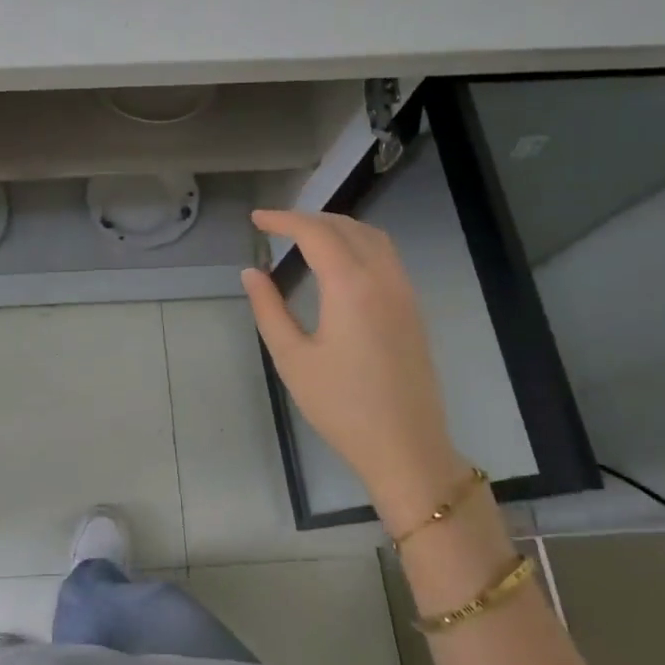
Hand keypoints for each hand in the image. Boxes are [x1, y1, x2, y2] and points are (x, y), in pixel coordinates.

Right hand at [241, 210, 466, 531]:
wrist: (405, 446)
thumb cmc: (340, 405)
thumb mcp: (292, 358)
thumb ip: (269, 309)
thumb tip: (251, 272)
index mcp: (351, 286)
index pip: (315, 233)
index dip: (283, 220)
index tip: (256, 219)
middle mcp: (383, 278)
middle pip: (346, 227)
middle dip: (309, 218)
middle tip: (275, 226)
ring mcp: (404, 292)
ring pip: (372, 237)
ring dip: (337, 227)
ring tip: (305, 236)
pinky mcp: (413, 309)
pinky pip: (386, 256)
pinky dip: (358, 243)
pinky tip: (339, 262)